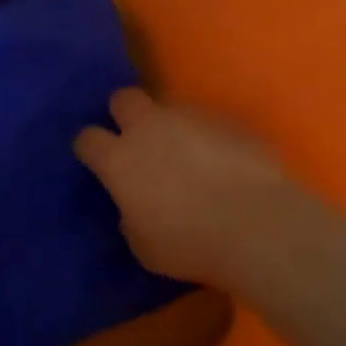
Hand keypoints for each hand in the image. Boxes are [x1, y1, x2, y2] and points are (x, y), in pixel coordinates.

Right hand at [74, 89, 284, 287]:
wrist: (258, 227)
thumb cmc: (189, 244)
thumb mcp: (143, 246)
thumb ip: (130, 219)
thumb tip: (133, 210)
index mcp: (118, 160)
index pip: (87, 138)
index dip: (90, 149)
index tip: (98, 162)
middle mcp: (149, 128)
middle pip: (123, 99)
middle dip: (124, 114)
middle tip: (137, 141)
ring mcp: (192, 119)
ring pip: (169, 106)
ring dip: (170, 125)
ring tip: (186, 154)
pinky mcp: (230, 122)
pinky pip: (209, 122)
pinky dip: (209, 138)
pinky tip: (223, 163)